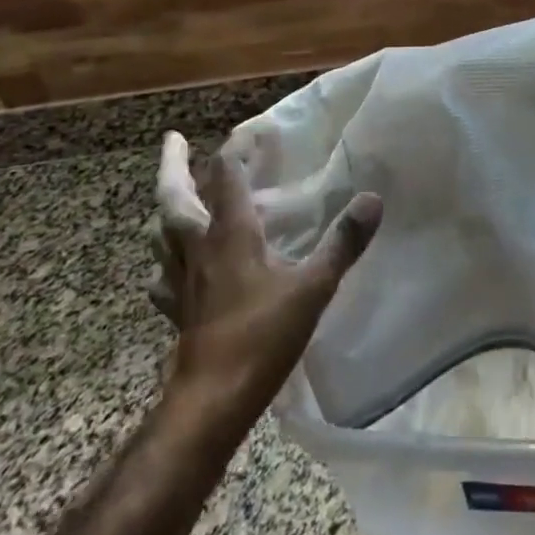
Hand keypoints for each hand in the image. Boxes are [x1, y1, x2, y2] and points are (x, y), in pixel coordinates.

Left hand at [145, 133, 382, 410]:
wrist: (213, 400)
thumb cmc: (262, 336)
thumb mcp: (313, 287)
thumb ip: (343, 242)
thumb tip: (372, 199)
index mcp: (230, 234)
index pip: (225, 177)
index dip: (234, 152)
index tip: (247, 134)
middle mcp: (199, 248)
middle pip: (175, 197)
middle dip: (173, 165)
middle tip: (173, 140)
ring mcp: (182, 281)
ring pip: (162, 234)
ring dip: (166, 209)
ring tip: (173, 198)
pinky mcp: (177, 310)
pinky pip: (164, 277)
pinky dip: (166, 262)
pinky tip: (172, 269)